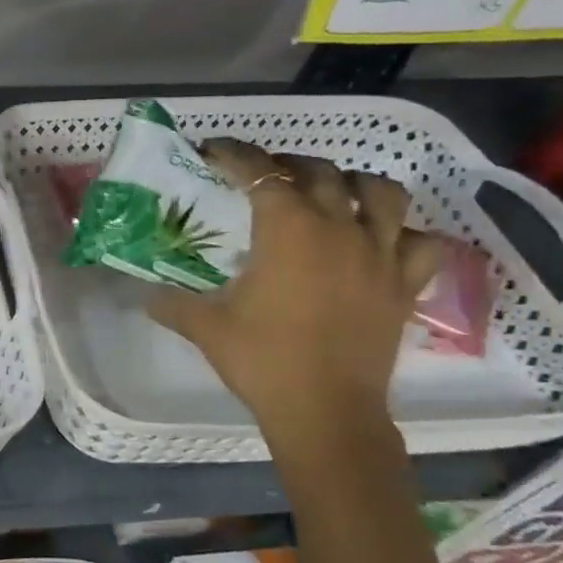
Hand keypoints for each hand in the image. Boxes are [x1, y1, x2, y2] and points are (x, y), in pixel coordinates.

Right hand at [146, 140, 441, 444]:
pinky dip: (403, 233)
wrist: (325, 410)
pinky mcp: (404, 285)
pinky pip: (420, 242)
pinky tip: (381, 242)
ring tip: (330, 194)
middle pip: (320, 173)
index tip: (213, 151)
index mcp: (288, 231)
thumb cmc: (262, 360)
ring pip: (382, 193)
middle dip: (287, 165)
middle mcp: (339, 230)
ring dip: (352, 184)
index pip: (260, 174)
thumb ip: (170, 302)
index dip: (235, 155)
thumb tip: (141, 294)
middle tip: (262, 177)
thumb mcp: (206, 326)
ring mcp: (379, 255)